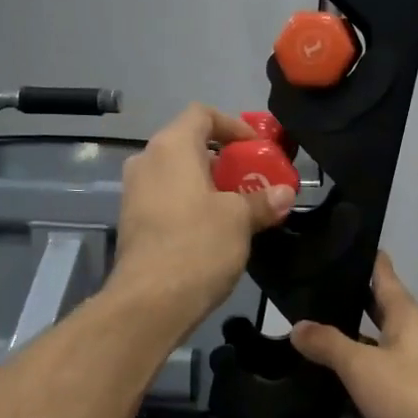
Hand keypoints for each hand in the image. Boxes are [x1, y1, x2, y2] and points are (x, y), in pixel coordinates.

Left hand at [112, 104, 294, 334]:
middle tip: (254, 180)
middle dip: (225, 160)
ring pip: (178, 175)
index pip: (202, 114)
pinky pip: (168, 199)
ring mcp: (134, 193)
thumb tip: (285, 193)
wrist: (149, 302)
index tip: (258, 149)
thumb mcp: (239, 220)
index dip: (234, 125)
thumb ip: (262, 201)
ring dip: (210, 185)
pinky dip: (192, 204)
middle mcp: (146, 161)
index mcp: (171, 147)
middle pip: (190, 144)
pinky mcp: (133, 223)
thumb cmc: (197, 246)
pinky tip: (215, 231)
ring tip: (240, 207)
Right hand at [291, 252, 417, 417]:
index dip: (362, 256)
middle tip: (308, 294)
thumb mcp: (363, 368)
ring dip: (353, 342)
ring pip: (381, 346)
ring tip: (312, 338)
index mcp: (408, 315)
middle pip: (381, 309)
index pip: (383, 273)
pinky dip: (362, 378)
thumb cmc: (415, 399)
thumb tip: (297, 326)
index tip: (335, 242)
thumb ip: (328, 344)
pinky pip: (385, 379)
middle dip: (349, 301)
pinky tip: (335, 388)